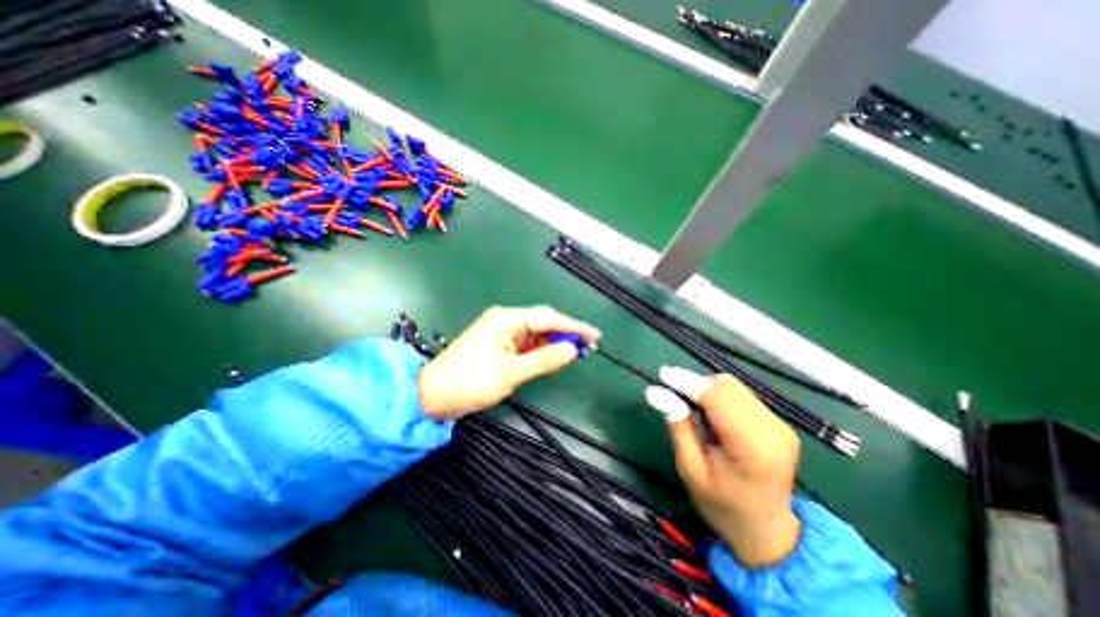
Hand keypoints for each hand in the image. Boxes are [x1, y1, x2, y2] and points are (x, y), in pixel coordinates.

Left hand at [421, 305, 601, 421]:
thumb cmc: (471, 381)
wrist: (434, 394)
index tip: (594, 335)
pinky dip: (541, 349)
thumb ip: (544, 359)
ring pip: (536, 332)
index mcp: (507, 319)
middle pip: (543, 322)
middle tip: (587, 345)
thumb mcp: (511, 372)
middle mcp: (505, 319)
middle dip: (565, 333)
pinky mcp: (499, 343)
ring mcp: (501, 331)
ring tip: (575, 351)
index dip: (573, 326)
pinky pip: (526, 342)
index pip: (548, 318)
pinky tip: (553, 355)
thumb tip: (573, 349)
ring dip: (554, 341)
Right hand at [646, 367, 801, 568]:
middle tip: (676, 398)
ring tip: (696, 414)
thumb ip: (678, 426)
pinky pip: (742, 395)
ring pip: (734, 387)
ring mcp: (780, 425)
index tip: (663, 375)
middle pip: (727, 386)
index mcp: (752, 447)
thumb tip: (656, 392)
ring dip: (708, 391)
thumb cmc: (721, 504)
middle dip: (697, 385)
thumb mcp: (690, 469)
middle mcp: (772, 430)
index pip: (717, 397)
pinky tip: (713, 418)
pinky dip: (720, 397)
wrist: (766, 531)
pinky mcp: (779, 423)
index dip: (688, 382)